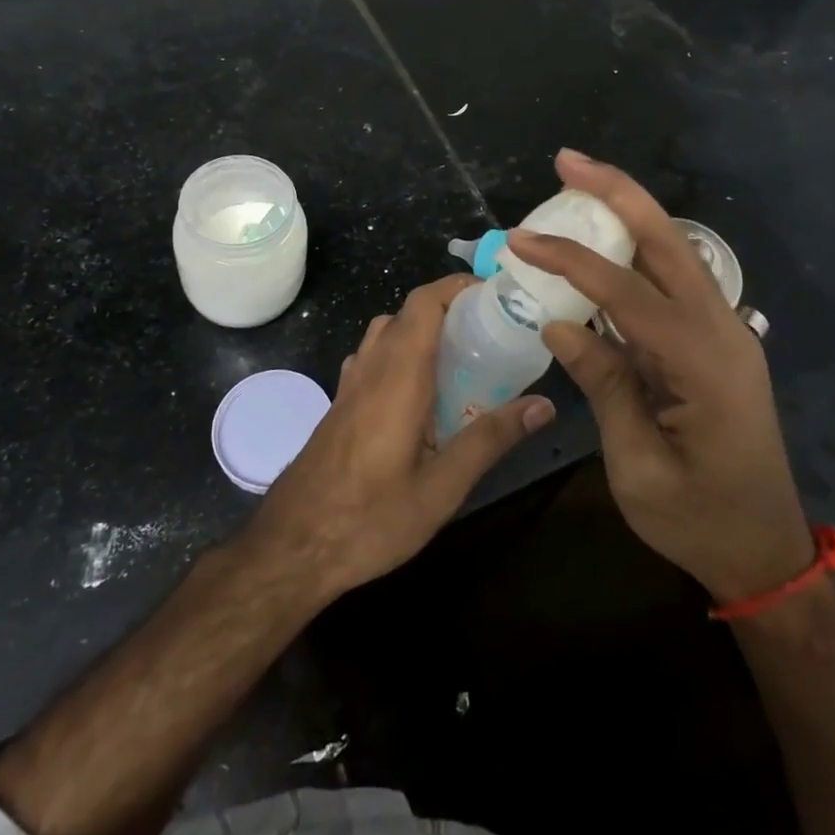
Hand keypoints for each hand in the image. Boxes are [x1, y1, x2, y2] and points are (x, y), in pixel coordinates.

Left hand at [241, 274, 554, 602]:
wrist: (291, 548)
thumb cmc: (369, 519)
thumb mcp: (441, 489)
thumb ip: (490, 440)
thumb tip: (543, 405)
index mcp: (398, 376)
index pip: (423, 303)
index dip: (456, 286)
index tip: (495, 294)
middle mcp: (371, 368)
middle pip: (407, 313)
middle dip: (449, 309)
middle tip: (491, 331)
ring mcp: (350, 384)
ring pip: (386, 333)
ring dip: (422, 330)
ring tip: (462, 359)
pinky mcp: (340, 404)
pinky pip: (373, 357)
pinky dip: (401, 353)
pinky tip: (421, 395)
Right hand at [505, 151, 813, 603]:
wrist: (765, 552)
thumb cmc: (699, 520)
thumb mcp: (638, 465)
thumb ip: (604, 384)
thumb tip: (558, 323)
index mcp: (704, 363)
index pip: (626, 291)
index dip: (570, 260)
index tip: (520, 240)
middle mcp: (721, 330)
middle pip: (668, 242)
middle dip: (617, 193)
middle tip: (567, 160)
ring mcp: (725, 331)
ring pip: (674, 253)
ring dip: (628, 213)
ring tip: (578, 184)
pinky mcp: (715, 340)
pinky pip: (672, 282)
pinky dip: (635, 253)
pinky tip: (602, 243)